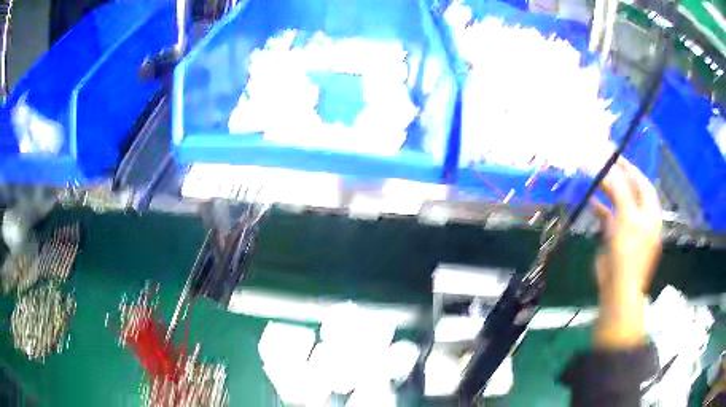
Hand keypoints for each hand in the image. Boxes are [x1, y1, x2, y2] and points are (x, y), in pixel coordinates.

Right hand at [591, 158, 662, 348]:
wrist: (618, 289)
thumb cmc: (629, 251)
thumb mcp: (626, 216)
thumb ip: (618, 188)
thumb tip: (604, 164)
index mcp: (650, 212)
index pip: (642, 183)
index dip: (630, 168)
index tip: (614, 154)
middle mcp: (642, 218)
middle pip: (630, 191)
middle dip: (617, 177)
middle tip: (601, 162)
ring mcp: (629, 229)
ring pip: (619, 203)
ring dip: (607, 191)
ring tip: (594, 177)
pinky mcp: (617, 239)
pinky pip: (610, 218)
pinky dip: (601, 209)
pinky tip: (591, 201)